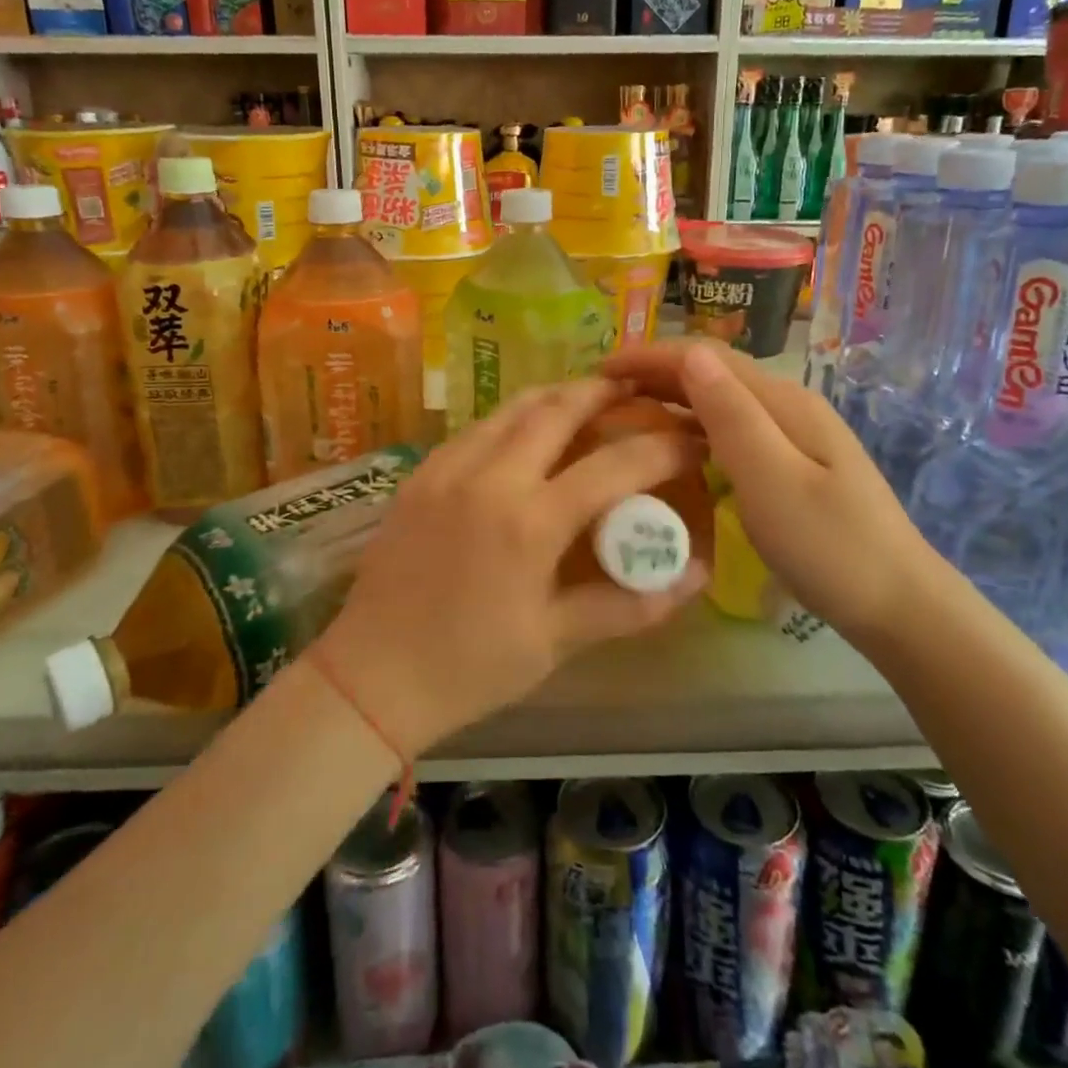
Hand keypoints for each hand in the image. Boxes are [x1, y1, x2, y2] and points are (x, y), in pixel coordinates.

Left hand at [313, 378, 708, 757]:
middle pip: (558, 408)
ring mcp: (448, 468)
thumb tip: (696, 576)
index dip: (664, 447)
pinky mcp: (421, 473)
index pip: (614, 465)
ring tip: (587, 396)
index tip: (693, 439)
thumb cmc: (469, 669)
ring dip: (557, 395)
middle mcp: (489, 478)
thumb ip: (629, 604)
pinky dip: (514, 416)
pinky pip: (478, 427)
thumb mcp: (555, 642)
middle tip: (637, 391)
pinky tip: (527, 432)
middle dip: (605, 392)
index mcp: (529, 523)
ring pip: (513, 407)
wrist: (371, 676)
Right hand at [602, 340, 934, 639]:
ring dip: (673, 396)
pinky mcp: (793, 462)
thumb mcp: (772, 480)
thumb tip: (692, 354)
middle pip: (714, 371)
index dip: (650, 355)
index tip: (599, 369)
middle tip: (603, 391)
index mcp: (782, 402)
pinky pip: (733, 428)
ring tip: (626, 411)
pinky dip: (694, 425)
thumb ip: (731, 415)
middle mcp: (787, 405)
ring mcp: (794, 434)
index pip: (706, 357)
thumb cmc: (830, 546)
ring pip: (722, 399)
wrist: (898, 604)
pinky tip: (676, 444)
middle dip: (656, 371)